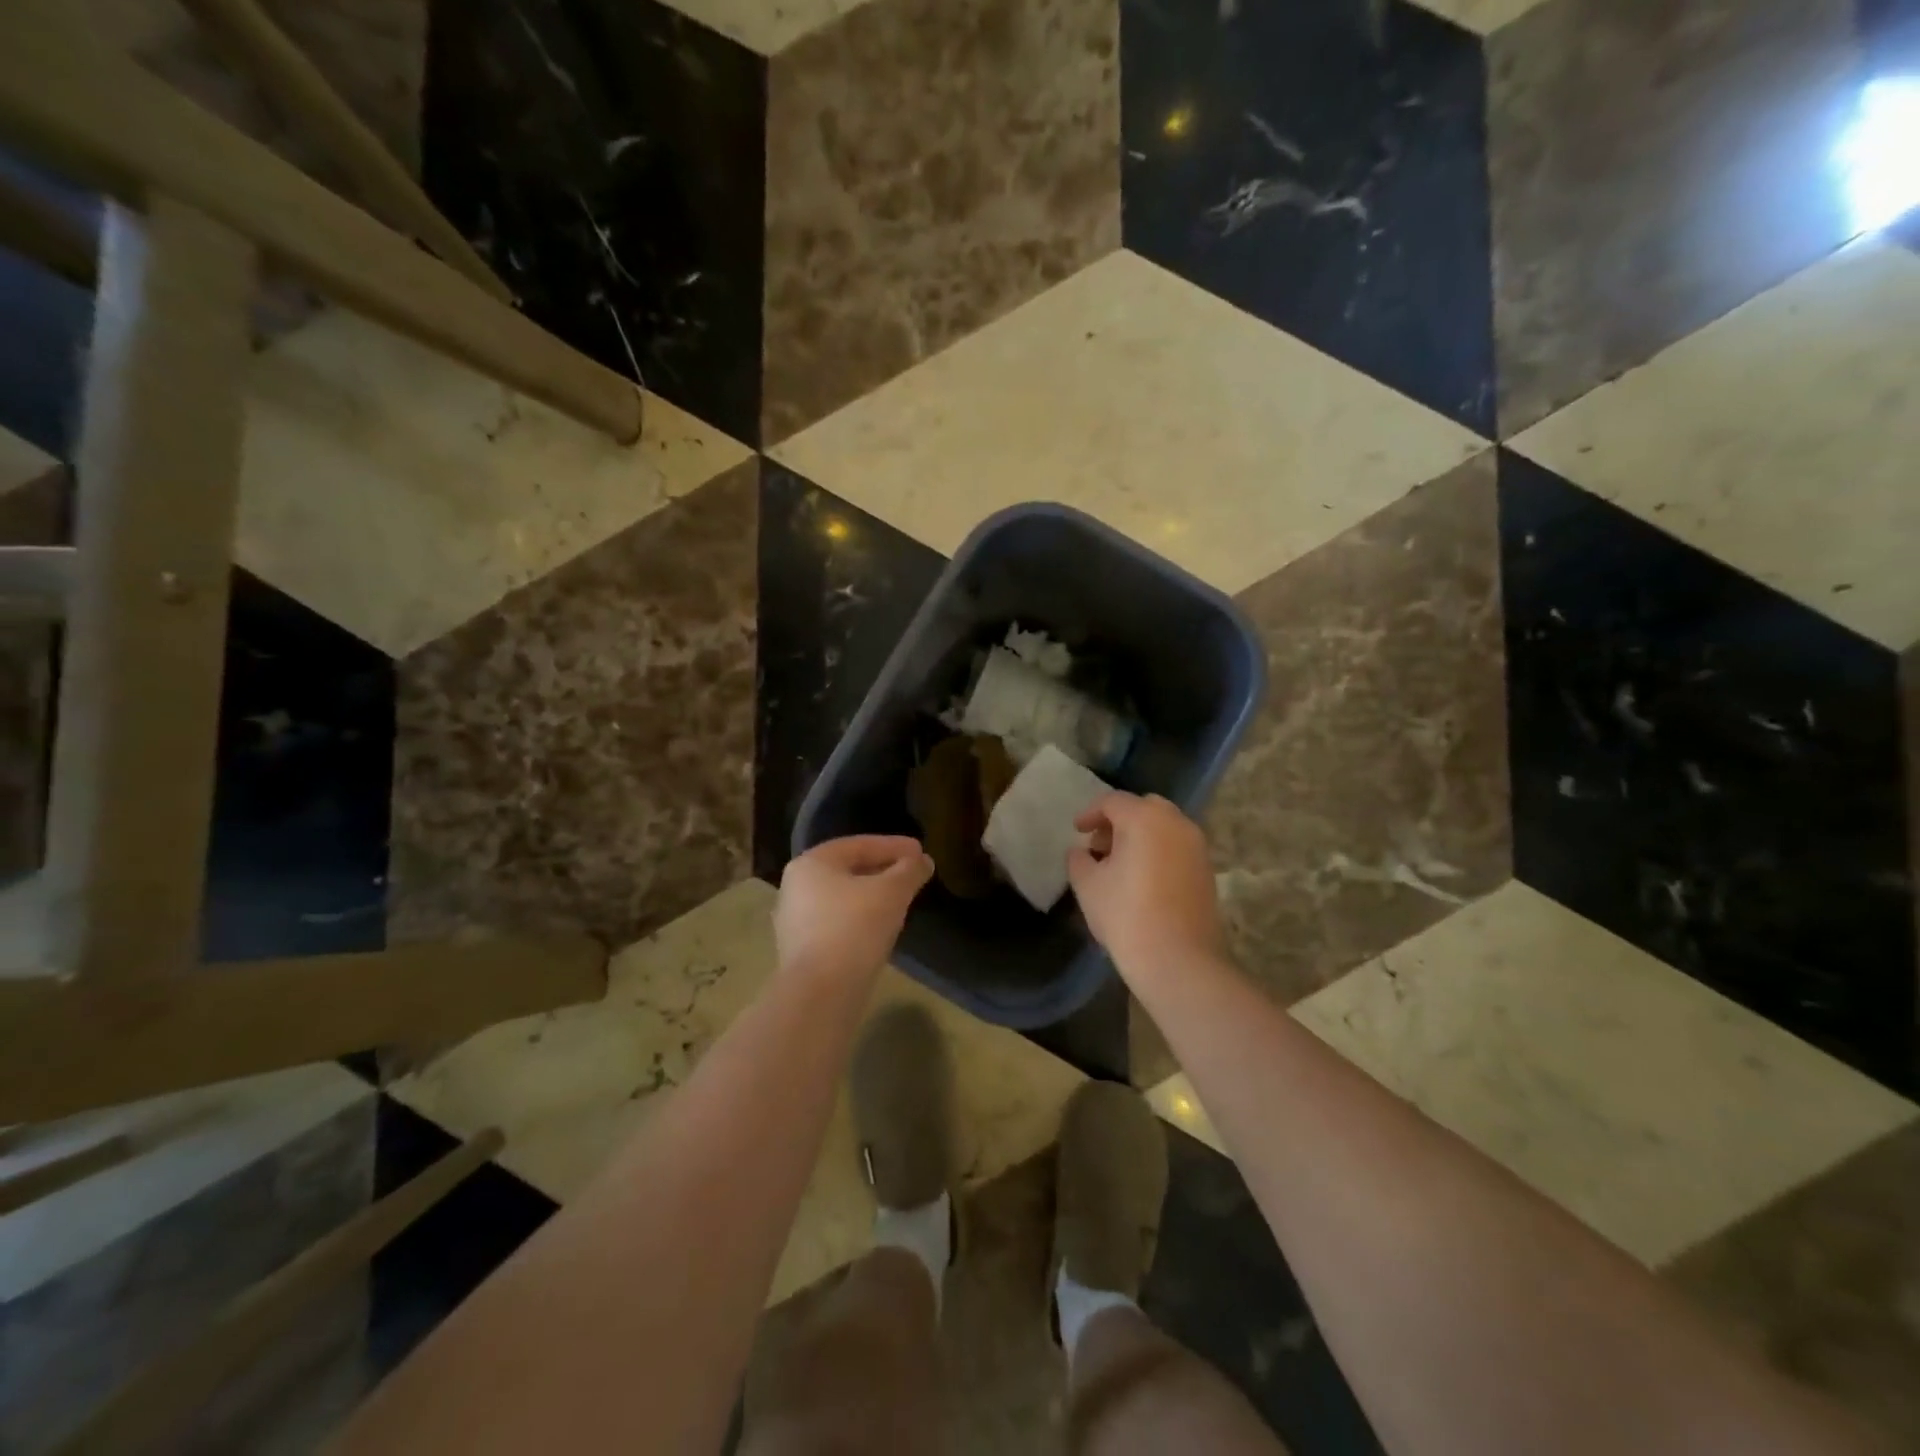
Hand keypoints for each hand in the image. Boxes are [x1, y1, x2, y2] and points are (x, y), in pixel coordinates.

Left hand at [776, 836, 932, 983]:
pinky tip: (882, 927)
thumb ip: (909, 871)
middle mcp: (795, 887)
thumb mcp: (892, 892)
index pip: (858, 845)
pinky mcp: (802, 950)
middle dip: (883, 869)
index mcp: (811, 863)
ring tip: (901, 900)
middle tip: (912, 873)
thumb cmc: (855, 928)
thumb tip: (923, 861)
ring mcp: (795, 921)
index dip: (893, 846)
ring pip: (842, 898)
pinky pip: (837, 923)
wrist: (822, 993)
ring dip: (872, 895)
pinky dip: (861, 918)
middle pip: (848, 870)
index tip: (920, 851)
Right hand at [1067, 793, 1223, 978]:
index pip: (1113, 802)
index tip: (1077, 831)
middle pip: (1143, 808)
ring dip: (1139, 836)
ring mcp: (1197, 847)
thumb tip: (1080, 851)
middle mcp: (1176, 823)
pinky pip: (1176, 848)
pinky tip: (1141, 880)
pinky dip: (1157, 852)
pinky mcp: (1206, 871)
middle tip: (1099, 844)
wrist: (1179, 961)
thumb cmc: (1126, 915)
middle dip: (1119, 821)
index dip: (1090, 813)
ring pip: (1163, 827)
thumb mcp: (1088, 885)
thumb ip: (1079, 860)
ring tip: (1118, 865)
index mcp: (1145, 818)